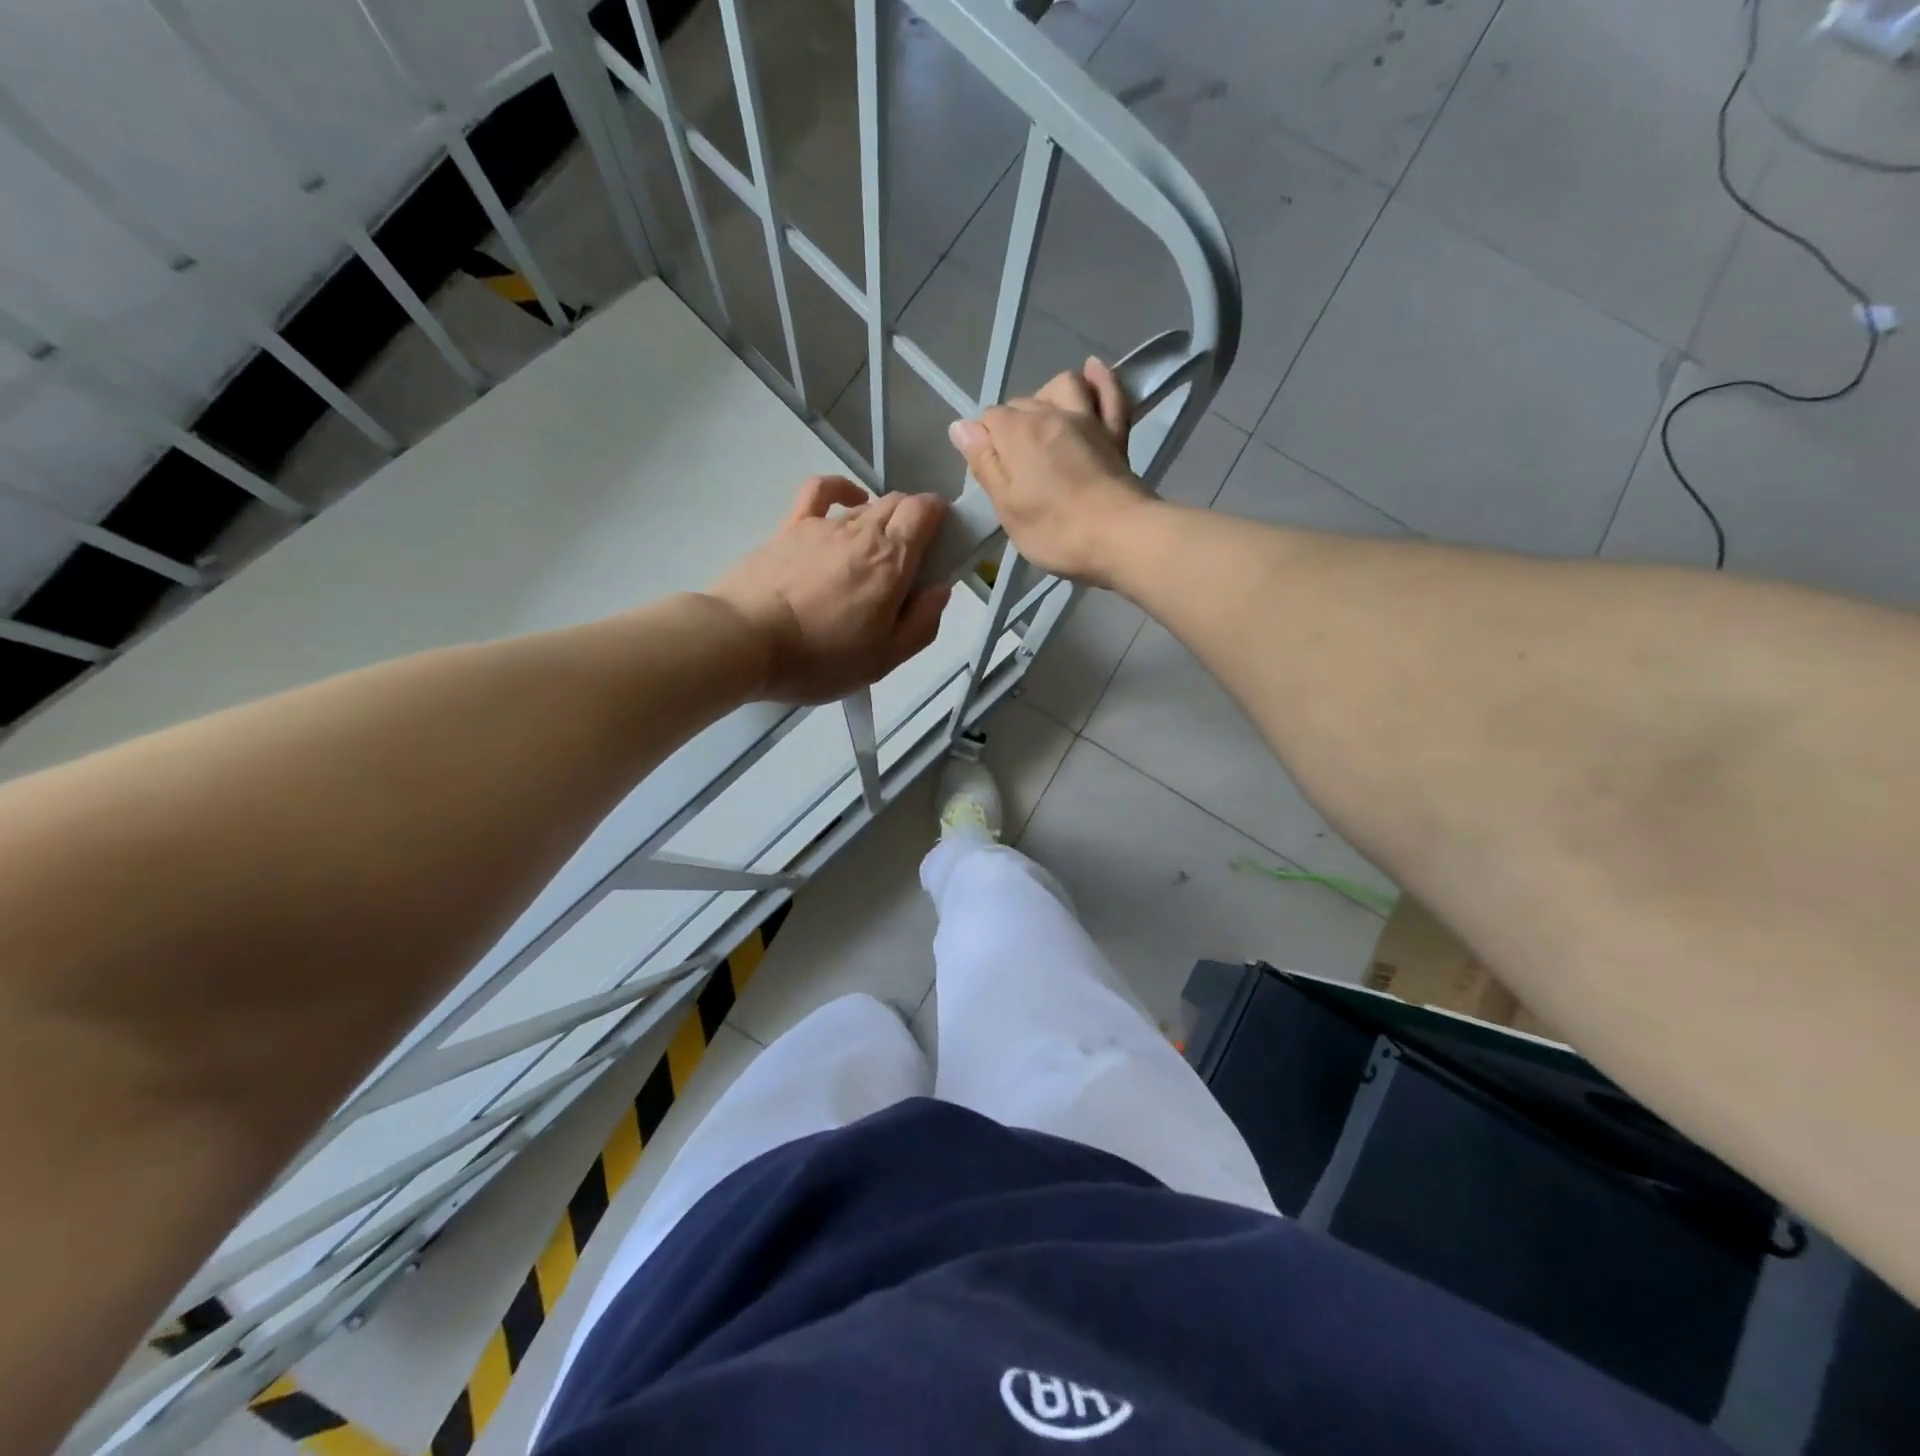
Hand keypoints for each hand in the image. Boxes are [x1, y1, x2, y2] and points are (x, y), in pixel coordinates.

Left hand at [708, 476, 951, 704]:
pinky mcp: (790, 526)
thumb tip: (940, 590)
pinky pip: (821, 490)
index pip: (926, 511)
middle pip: (900, 503)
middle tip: (912, 561)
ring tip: (875, 555)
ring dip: (882, 520)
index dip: (942, 519)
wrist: (744, 642)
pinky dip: (842, 489)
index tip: (943, 545)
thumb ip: (921, 624)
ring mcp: (823, 525)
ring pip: (867, 505)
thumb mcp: (883, 660)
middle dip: (915, 520)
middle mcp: (862, 531)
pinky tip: (848, 502)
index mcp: (891, 561)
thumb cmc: (819, 659)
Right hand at [946, 358, 1152, 588]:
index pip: (988, 420)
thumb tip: (961, 427)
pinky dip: (1100, 379)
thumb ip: (984, 464)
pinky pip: (1110, 394)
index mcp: (1017, 433)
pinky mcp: (1116, 433)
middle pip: (1021, 404)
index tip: (990, 475)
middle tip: (1013, 466)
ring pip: (1064, 385)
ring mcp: (1088, 419)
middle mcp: (1050, 413)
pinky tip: (1092, 371)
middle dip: (1011, 426)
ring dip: (1048, 395)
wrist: (1120, 536)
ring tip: (1043, 421)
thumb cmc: (1055, 530)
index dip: (984, 444)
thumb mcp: (1006, 507)